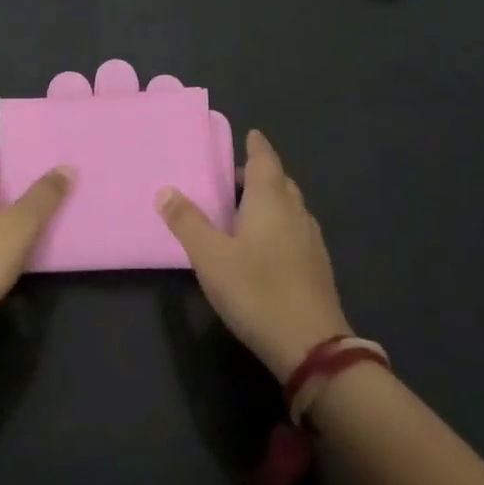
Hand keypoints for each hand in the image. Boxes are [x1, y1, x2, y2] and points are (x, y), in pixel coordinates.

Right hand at [157, 130, 353, 380]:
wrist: (313, 349)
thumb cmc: (257, 291)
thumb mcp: (211, 257)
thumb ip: (187, 222)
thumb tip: (165, 189)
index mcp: (270, 200)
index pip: (265, 159)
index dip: (257, 146)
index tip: (250, 134)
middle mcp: (295, 212)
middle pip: (280, 182)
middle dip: (260, 174)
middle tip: (234, 176)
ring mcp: (311, 241)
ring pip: (291, 207)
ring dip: (271, 200)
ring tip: (246, 208)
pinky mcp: (318, 268)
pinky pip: (296, 230)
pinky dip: (280, 225)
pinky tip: (267, 245)